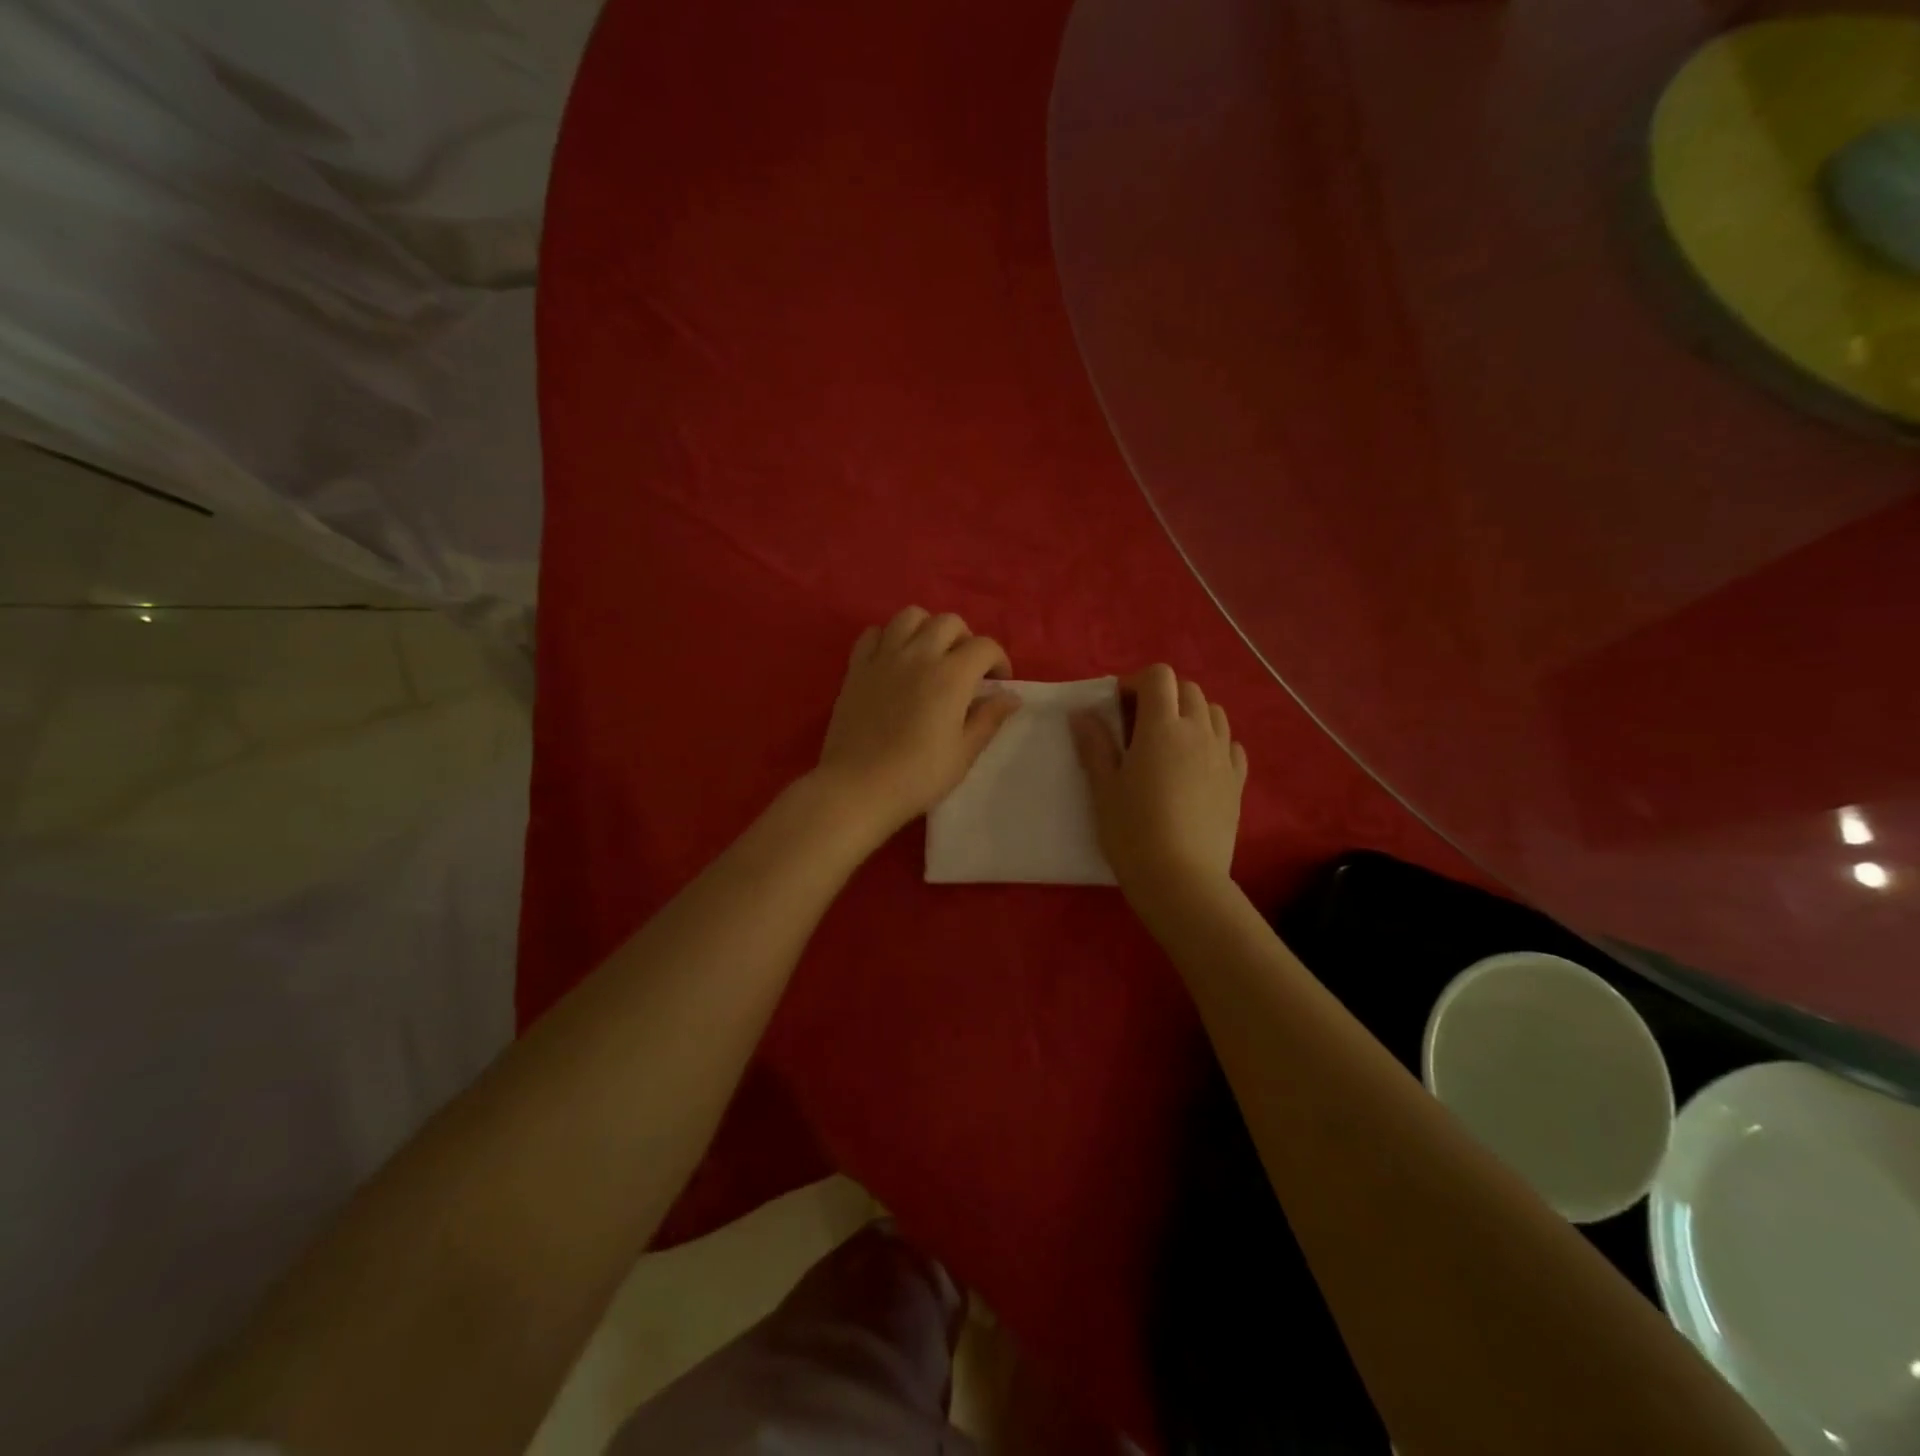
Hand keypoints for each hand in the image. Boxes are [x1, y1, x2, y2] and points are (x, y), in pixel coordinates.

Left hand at [815, 607, 1021, 839]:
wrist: (858, 787)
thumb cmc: (918, 776)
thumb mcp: (964, 753)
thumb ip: (989, 719)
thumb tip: (1011, 696)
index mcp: (951, 676)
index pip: (985, 646)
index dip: (998, 660)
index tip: (997, 683)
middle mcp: (918, 655)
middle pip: (949, 622)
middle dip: (965, 640)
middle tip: (965, 669)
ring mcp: (883, 658)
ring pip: (910, 616)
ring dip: (927, 628)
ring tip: (930, 655)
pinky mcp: (856, 668)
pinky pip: (873, 633)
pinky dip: (888, 638)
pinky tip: (893, 661)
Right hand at [1071, 664, 1246, 899]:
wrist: (1181, 879)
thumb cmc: (1133, 831)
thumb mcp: (1103, 788)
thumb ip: (1095, 745)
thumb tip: (1083, 713)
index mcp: (1162, 727)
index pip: (1158, 677)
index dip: (1136, 682)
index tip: (1117, 706)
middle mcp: (1198, 732)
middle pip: (1188, 689)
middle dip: (1163, 695)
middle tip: (1138, 725)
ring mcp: (1223, 757)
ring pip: (1214, 713)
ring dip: (1191, 714)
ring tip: (1170, 742)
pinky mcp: (1237, 782)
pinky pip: (1231, 745)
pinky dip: (1214, 742)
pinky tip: (1197, 765)